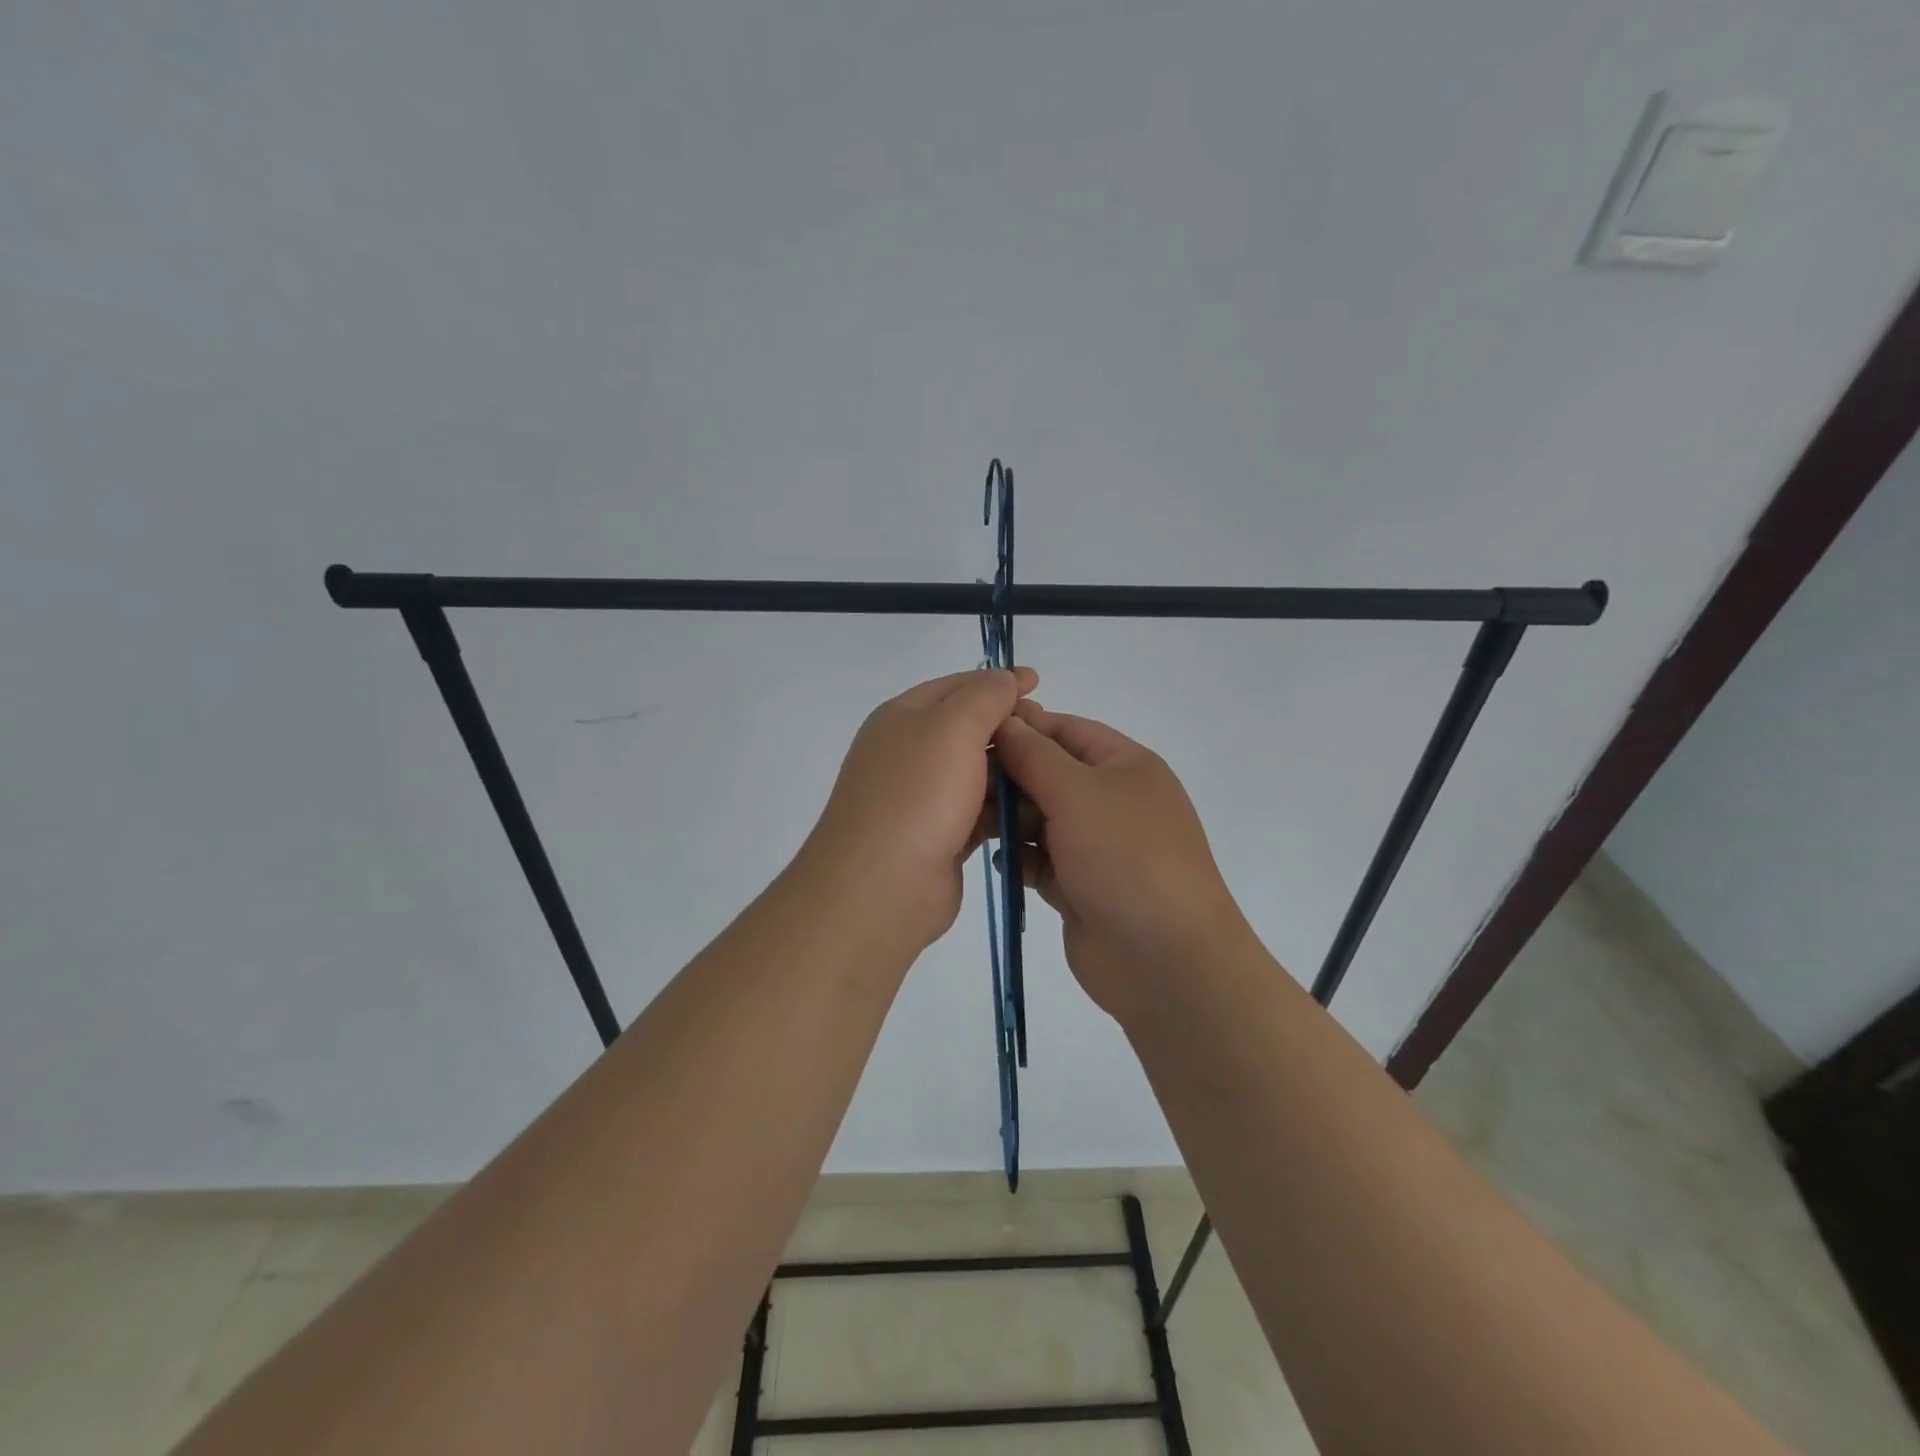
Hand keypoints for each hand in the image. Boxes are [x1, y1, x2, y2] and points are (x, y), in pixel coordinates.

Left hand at [799, 667, 1038, 950]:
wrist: (881, 886)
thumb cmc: (917, 794)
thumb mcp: (952, 727)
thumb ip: (984, 696)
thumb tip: (1005, 679)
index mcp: (903, 717)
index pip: (956, 686)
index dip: (997, 682)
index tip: (1039, 684)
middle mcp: (910, 753)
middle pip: (968, 729)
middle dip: (1009, 729)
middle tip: (1049, 735)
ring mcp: (924, 797)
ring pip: (977, 773)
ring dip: (1012, 772)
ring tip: (1052, 774)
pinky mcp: (941, 835)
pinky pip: (980, 811)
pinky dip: (1005, 809)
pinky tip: (1035, 812)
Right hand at [993, 701, 1252, 1022]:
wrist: (1164, 959)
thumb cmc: (1126, 856)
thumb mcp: (1079, 792)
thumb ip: (1035, 755)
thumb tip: (1006, 721)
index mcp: (1125, 766)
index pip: (1067, 730)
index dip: (1023, 727)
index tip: (973, 730)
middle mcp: (1111, 801)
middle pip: (1049, 774)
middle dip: (1009, 777)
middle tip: (961, 783)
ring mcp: (1095, 846)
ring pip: (1040, 819)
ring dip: (1008, 818)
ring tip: (971, 823)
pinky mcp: (1078, 886)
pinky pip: (1039, 860)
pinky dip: (1019, 857)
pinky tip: (1000, 861)